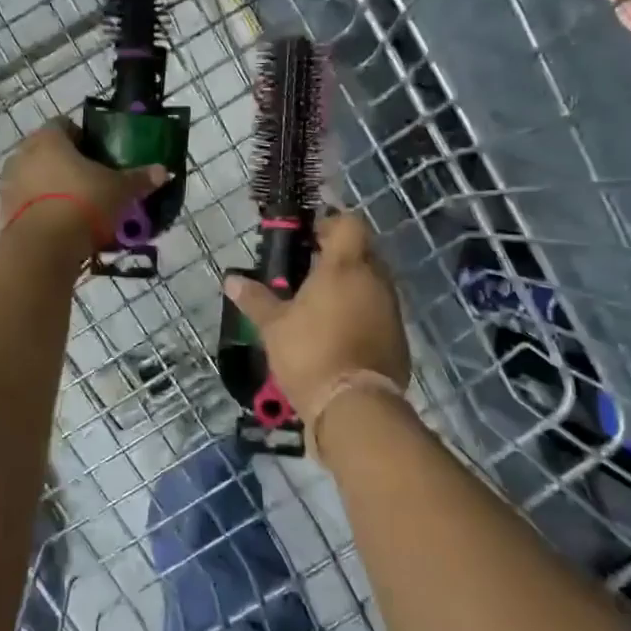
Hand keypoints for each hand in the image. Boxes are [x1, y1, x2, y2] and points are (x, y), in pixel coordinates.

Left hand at [0, 120, 167, 254]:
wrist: (43, 247)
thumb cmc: (83, 203)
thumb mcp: (120, 191)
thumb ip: (139, 179)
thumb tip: (163, 171)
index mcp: (49, 139)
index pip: (63, 125)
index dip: (81, 137)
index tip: (97, 154)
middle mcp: (23, 154)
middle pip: (45, 152)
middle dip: (65, 164)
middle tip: (90, 182)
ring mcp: (8, 184)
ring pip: (33, 179)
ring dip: (50, 188)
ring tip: (75, 208)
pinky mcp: (3, 213)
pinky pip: (25, 205)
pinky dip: (40, 211)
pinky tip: (59, 228)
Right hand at [224, 213, 409, 431]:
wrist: (355, 407)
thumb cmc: (311, 353)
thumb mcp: (273, 326)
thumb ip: (255, 299)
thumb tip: (231, 280)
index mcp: (345, 266)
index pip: (349, 224)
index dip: (330, 224)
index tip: (308, 239)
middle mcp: (375, 280)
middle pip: (362, 252)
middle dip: (339, 257)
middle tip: (308, 272)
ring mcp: (391, 309)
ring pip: (372, 283)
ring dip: (351, 287)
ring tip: (320, 306)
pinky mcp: (398, 338)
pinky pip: (379, 312)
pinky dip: (361, 314)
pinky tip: (338, 334)